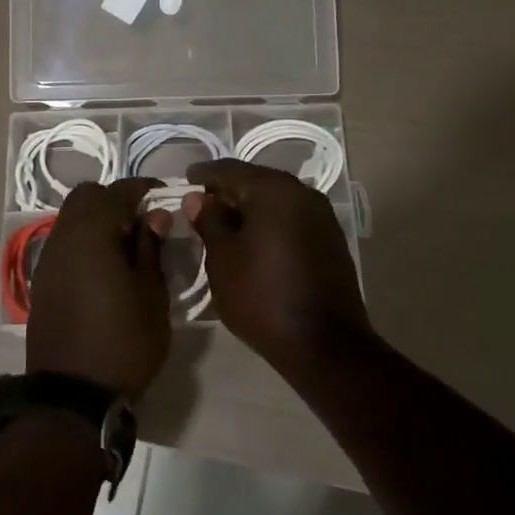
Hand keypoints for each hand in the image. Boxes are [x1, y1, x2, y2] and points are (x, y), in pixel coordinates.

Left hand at [26, 178, 173, 399]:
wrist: (73, 395)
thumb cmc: (124, 342)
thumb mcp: (151, 295)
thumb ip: (151, 248)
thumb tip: (154, 216)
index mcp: (92, 234)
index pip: (118, 192)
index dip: (143, 188)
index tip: (164, 194)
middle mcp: (64, 237)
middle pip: (86, 197)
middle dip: (115, 199)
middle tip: (143, 219)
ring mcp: (48, 260)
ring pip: (72, 219)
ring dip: (98, 219)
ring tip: (127, 243)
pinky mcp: (43, 282)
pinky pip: (65, 243)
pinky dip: (85, 241)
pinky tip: (105, 265)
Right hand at [185, 159, 373, 371]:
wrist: (323, 344)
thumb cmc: (262, 296)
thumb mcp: (223, 259)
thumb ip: (209, 221)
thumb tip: (198, 198)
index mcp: (274, 190)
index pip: (230, 170)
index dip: (204, 175)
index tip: (184, 180)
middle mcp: (302, 193)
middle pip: (256, 181)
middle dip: (228, 191)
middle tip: (200, 205)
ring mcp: (322, 216)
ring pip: (276, 200)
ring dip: (250, 208)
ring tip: (224, 225)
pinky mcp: (330, 239)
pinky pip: (291, 218)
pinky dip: (270, 222)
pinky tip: (254, 240)